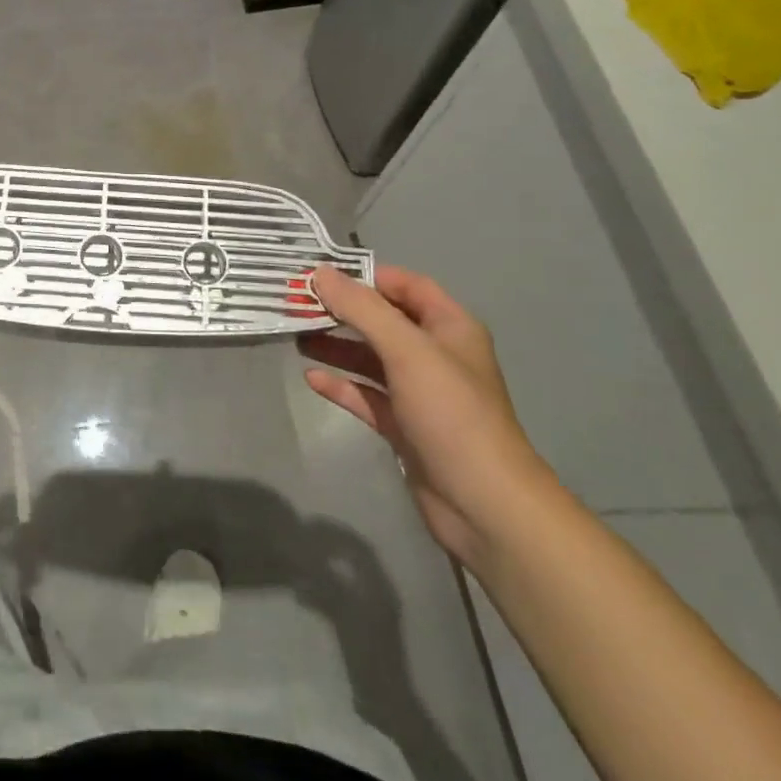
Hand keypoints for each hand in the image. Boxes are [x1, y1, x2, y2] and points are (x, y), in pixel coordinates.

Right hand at [299, 265, 553, 566]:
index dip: (365, 276)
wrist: (485, 505)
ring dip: (336, 346)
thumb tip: (319, 274)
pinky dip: (342, 384)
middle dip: (342, 311)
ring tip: (296, 337)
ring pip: (371, 358)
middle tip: (297, 304)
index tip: (320, 274)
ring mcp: (420, 393)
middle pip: (383, 321)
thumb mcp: (407, 350)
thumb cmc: (451, 414)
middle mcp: (435, 355)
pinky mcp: (405, 426)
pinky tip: (312, 378)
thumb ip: (362, 309)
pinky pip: (367, 395)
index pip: (405, 285)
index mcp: (449, 327)